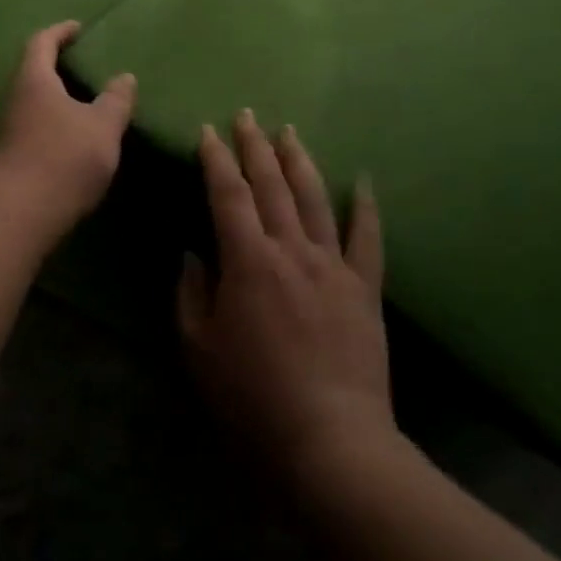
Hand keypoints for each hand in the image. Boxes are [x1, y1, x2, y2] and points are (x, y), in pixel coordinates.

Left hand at [0, 22, 136, 224]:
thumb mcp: (102, 125)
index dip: (60, 32)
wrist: (22, 211)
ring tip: (88, 101)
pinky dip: (56, 121)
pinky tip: (77, 135)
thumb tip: (124, 77)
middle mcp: (16, 98)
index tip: (78, 29)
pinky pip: (37, 125)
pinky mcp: (14, 155)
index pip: (42, 42)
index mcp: (35, 80)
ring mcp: (11, 129)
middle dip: (58, 65)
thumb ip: (115, 100)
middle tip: (87, 66)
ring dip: (58, 96)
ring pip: (35, 101)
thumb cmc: (65, 156)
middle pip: (34, 71)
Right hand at [178, 112, 392, 483]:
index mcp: (248, 261)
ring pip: (316, 200)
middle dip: (255, 147)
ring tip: (289, 132)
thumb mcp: (199, 349)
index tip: (209, 132)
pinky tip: (364, 182)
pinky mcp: (364, 290)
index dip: (216, 159)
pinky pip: (367, 239)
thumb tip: (195, 255)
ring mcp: (333, 267)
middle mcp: (291, 250)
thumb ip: (192, 294)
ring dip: (299, 162)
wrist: (330, 444)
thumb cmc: (253, 399)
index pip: (228, 194)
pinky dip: (366, 208)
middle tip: (247, 116)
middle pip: (271, 185)